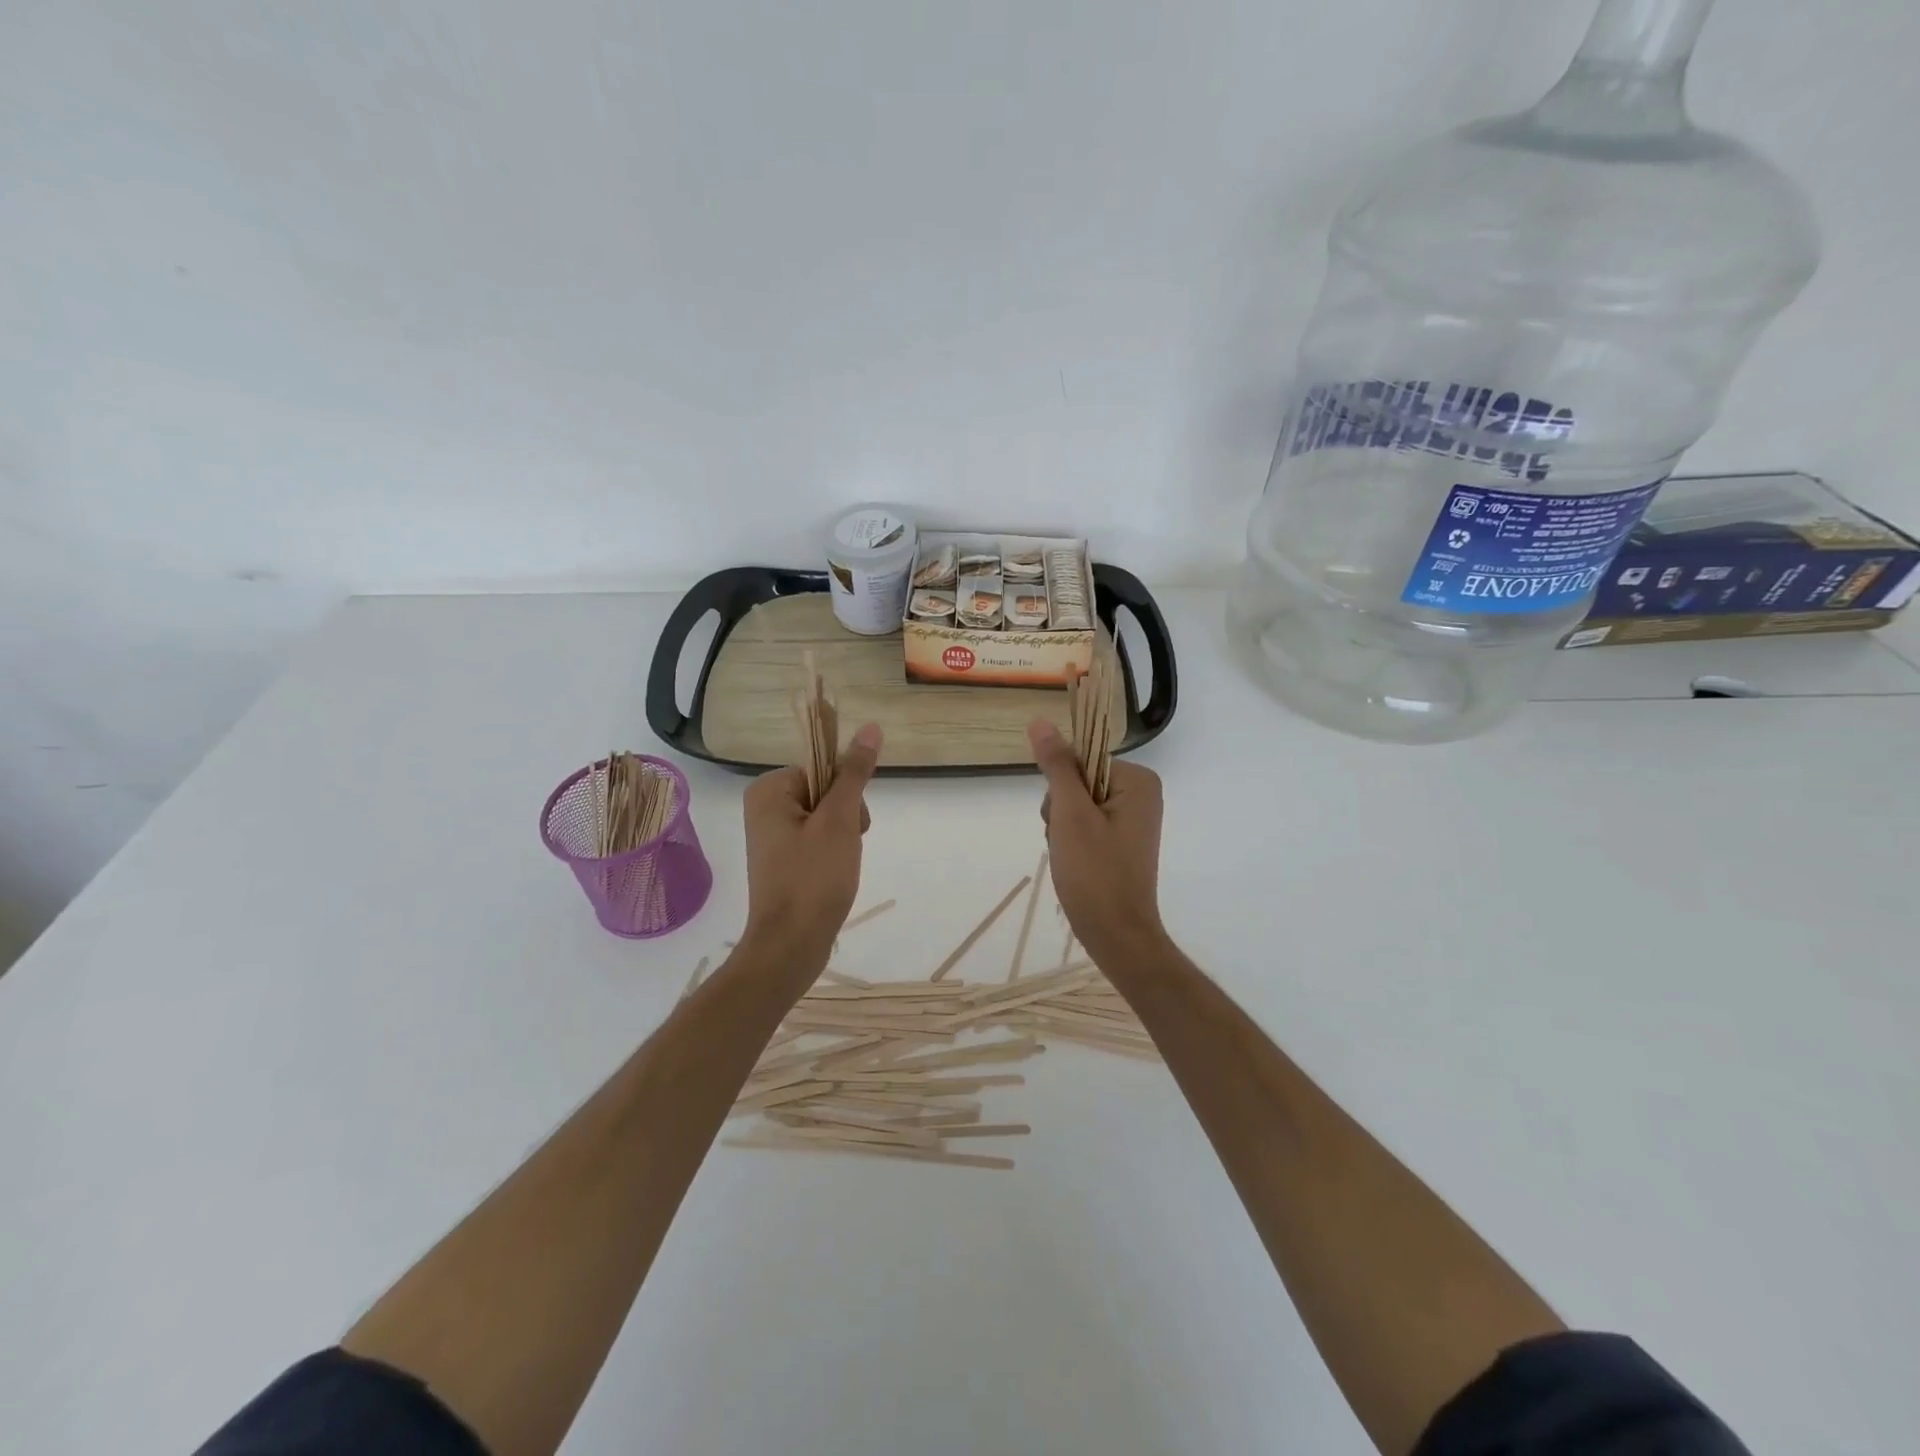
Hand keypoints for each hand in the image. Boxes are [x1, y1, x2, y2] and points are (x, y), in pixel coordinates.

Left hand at [741, 722, 881, 957]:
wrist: (791, 946)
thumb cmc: (814, 879)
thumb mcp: (841, 820)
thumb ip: (855, 773)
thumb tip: (870, 727)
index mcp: (768, 790)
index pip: (822, 769)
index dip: (844, 794)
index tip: (847, 823)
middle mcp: (763, 808)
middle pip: (824, 791)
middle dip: (845, 818)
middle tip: (842, 849)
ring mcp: (771, 836)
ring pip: (826, 817)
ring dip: (843, 838)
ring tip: (838, 867)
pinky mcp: (781, 860)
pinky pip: (816, 840)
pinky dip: (833, 854)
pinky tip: (833, 876)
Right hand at [1028, 719, 1166, 966]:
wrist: (1116, 935)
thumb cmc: (1095, 873)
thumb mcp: (1070, 815)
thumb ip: (1057, 766)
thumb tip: (1040, 721)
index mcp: (1138, 781)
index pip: (1081, 760)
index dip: (1062, 789)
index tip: (1066, 820)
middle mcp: (1141, 794)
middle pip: (1078, 781)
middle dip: (1062, 812)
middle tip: (1069, 843)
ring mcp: (1133, 819)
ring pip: (1076, 805)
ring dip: (1062, 828)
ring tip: (1070, 857)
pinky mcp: (1122, 840)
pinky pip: (1086, 824)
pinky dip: (1072, 842)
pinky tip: (1073, 864)